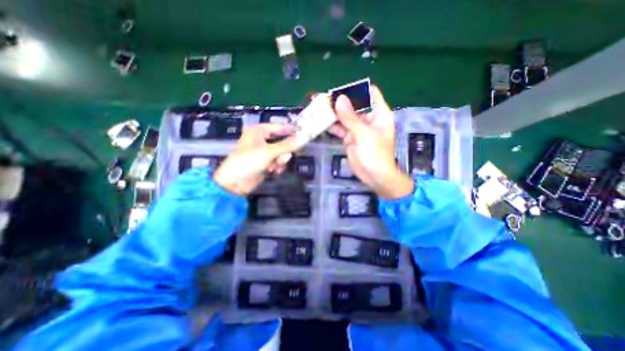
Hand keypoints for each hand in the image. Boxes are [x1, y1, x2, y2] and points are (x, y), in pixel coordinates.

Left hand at [215, 123, 306, 195]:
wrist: (234, 183)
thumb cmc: (248, 161)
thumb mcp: (269, 152)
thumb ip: (287, 145)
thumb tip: (304, 137)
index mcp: (259, 131)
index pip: (280, 127)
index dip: (292, 130)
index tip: (305, 132)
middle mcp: (262, 139)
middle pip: (282, 142)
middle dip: (284, 152)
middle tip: (286, 156)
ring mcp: (264, 152)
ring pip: (281, 153)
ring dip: (280, 161)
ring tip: (275, 167)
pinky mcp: (265, 162)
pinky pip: (278, 161)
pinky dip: (277, 166)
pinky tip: (273, 171)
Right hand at [327, 85, 413, 197]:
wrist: (374, 176)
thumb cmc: (375, 154)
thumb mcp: (363, 134)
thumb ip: (350, 117)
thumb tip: (339, 99)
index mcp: (378, 113)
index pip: (370, 93)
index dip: (357, 89)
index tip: (340, 90)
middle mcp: (368, 118)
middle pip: (354, 104)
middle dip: (340, 101)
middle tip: (323, 98)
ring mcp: (358, 129)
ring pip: (345, 117)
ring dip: (334, 113)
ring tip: (319, 108)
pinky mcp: (350, 138)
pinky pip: (340, 128)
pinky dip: (332, 126)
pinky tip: (322, 122)